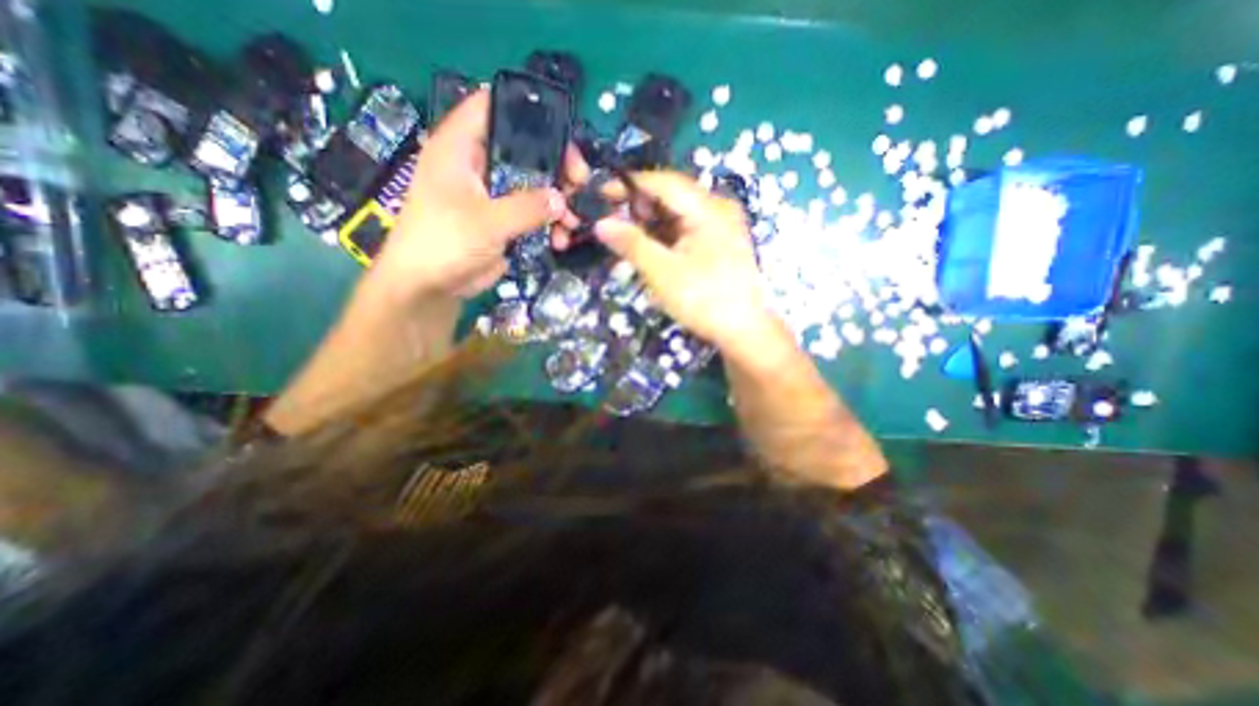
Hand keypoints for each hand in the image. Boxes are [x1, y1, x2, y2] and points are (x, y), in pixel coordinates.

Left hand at [370, 88, 590, 299]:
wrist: (430, 287)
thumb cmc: (444, 243)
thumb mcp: (486, 222)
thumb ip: (527, 207)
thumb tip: (562, 199)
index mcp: (460, 148)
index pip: (492, 107)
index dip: (527, 110)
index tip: (562, 132)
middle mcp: (478, 165)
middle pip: (524, 149)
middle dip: (556, 166)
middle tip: (580, 184)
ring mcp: (493, 194)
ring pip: (534, 185)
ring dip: (558, 203)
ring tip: (574, 223)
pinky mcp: (503, 221)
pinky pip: (533, 214)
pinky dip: (550, 225)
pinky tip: (561, 240)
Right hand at [595, 172, 783, 358]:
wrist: (743, 330)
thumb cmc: (703, 300)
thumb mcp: (662, 273)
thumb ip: (631, 244)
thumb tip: (600, 223)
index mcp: (708, 208)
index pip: (663, 182)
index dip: (630, 185)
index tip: (601, 195)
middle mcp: (718, 208)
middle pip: (671, 196)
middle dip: (640, 209)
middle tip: (615, 227)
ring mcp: (721, 225)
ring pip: (677, 214)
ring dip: (651, 225)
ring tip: (629, 244)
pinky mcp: (719, 241)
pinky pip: (686, 229)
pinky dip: (665, 237)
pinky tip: (651, 252)